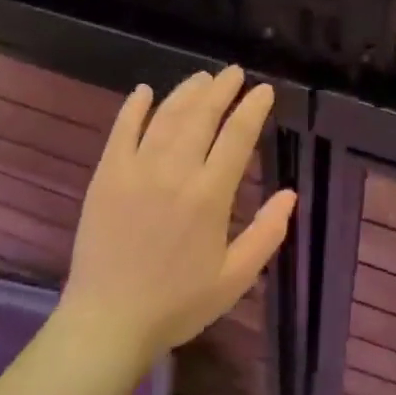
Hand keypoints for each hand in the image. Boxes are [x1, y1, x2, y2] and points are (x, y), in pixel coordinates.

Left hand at [57, 66, 295, 364]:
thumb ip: (267, 234)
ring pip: (165, 117)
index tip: (264, 90)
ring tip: (201, 78)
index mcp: (210, 196)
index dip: (253, 108)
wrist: (108, 321)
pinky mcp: (106, 176)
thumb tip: (289, 194)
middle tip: (233, 73)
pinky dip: (133, 108)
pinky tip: (144, 92)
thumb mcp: (235, 278)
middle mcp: (174, 172)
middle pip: (201, 117)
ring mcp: (135, 170)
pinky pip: (121, 131)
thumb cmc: (178, 304)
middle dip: (221, 90)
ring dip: (186, 93)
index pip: (237, 137)